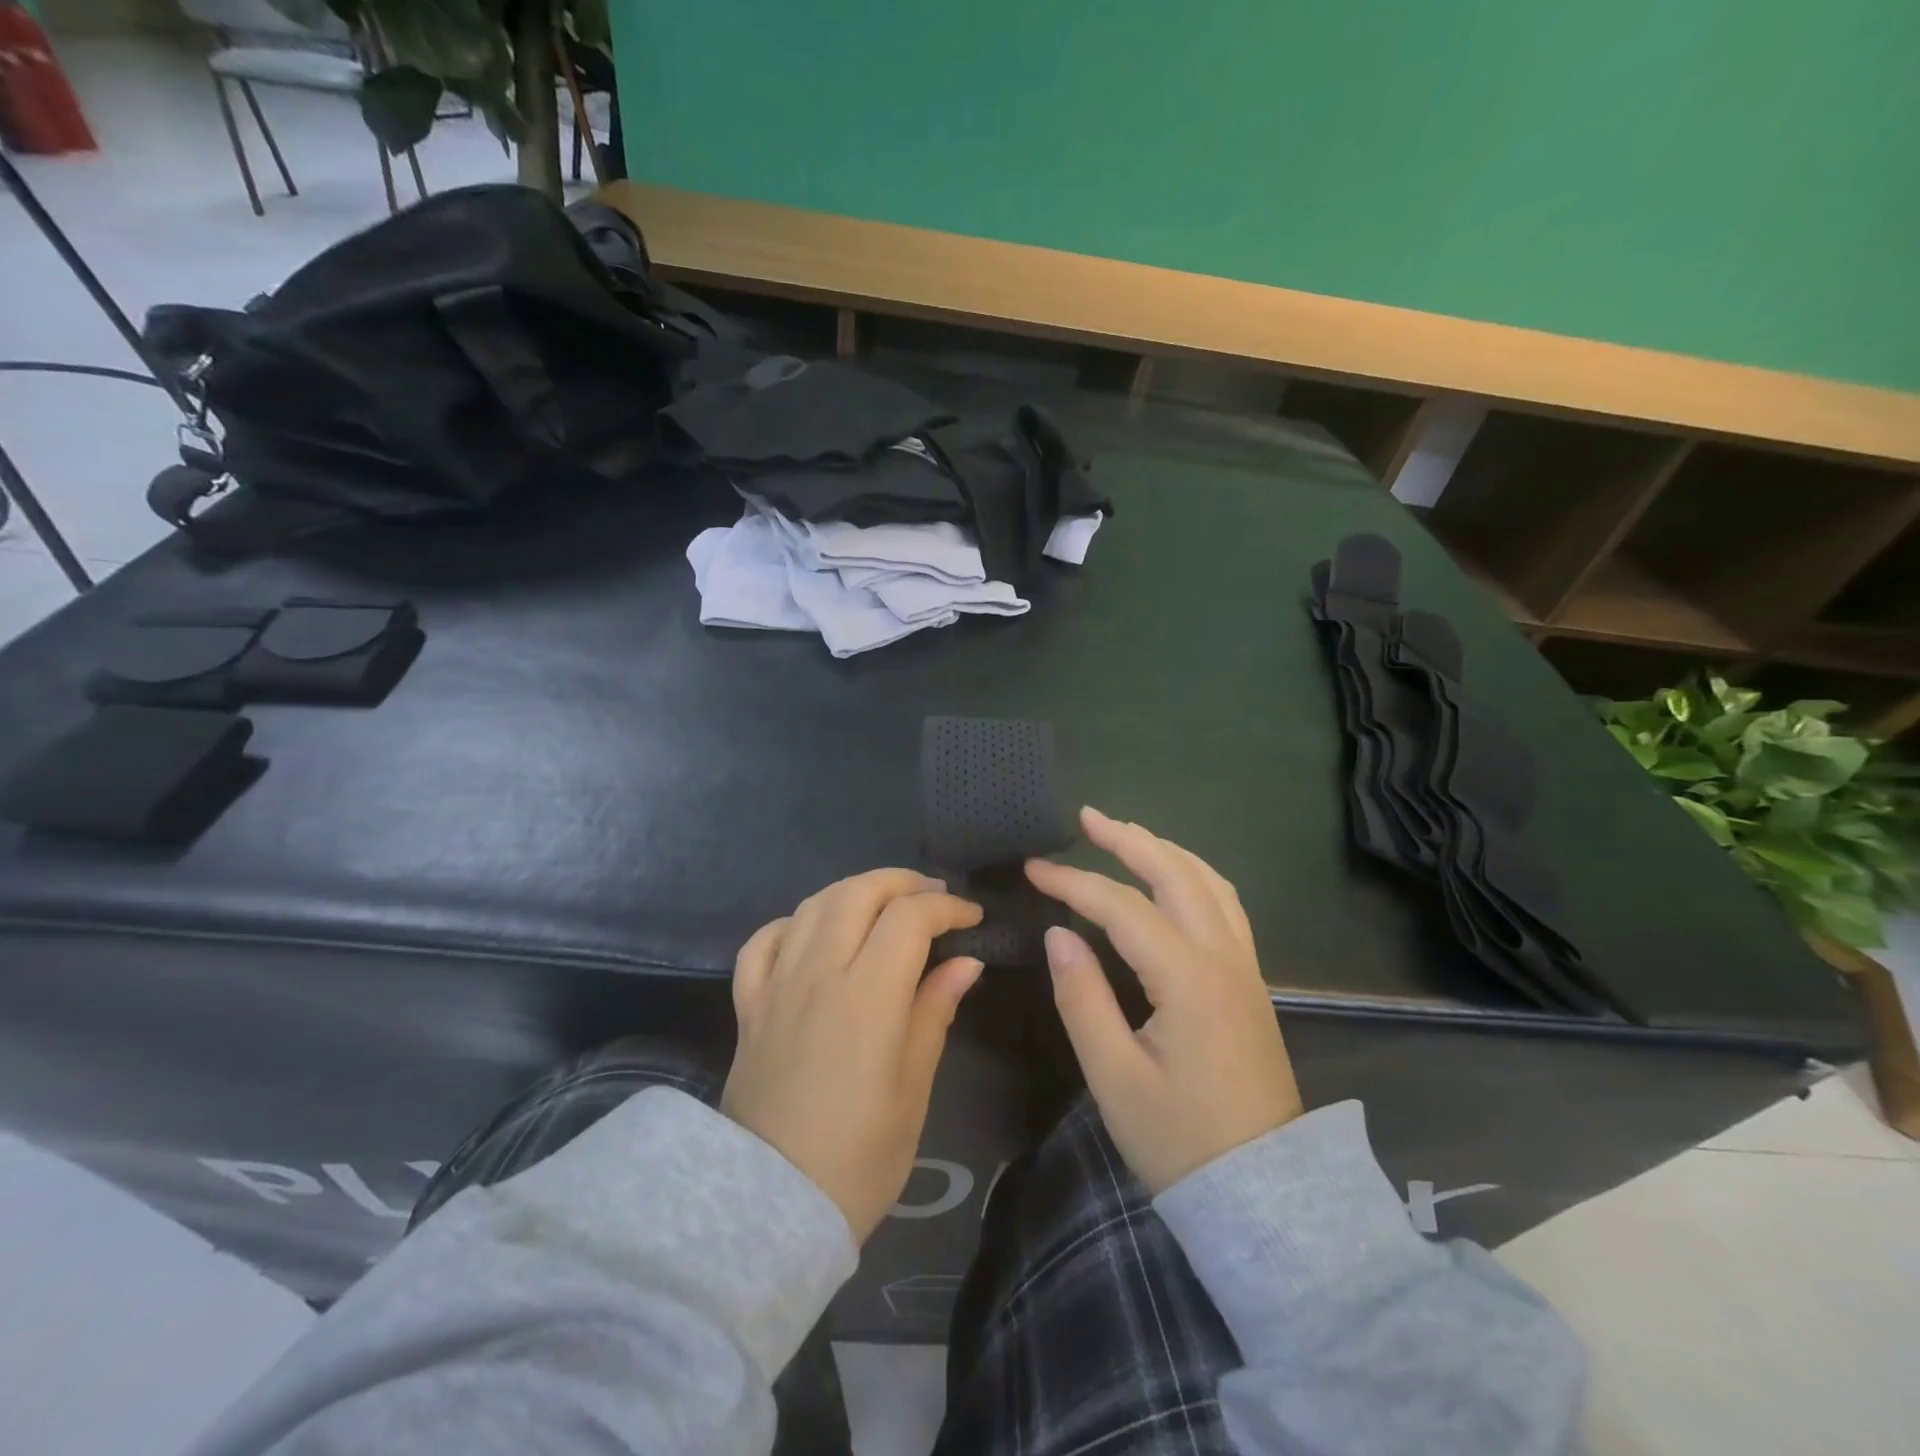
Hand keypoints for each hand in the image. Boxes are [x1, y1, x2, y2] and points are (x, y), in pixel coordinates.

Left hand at [722, 869, 984, 1242]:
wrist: (771, 1206)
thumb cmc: (859, 1155)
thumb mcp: (913, 1088)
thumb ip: (934, 1011)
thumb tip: (965, 961)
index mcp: (868, 994)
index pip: (910, 917)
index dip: (947, 907)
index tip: (972, 918)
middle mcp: (819, 972)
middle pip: (858, 892)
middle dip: (902, 882)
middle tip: (933, 898)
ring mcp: (777, 984)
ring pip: (813, 905)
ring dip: (854, 891)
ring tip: (883, 905)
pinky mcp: (748, 1004)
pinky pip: (764, 940)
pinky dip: (794, 922)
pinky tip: (814, 933)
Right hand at [1026, 808, 1303, 1193]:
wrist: (1265, 1197)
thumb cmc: (1180, 1140)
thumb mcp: (1115, 1077)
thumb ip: (1083, 997)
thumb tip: (1060, 934)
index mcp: (1188, 978)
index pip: (1122, 908)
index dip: (1073, 883)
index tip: (1033, 869)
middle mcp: (1224, 958)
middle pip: (1176, 874)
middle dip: (1129, 839)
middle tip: (1086, 818)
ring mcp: (1245, 968)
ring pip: (1209, 883)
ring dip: (1165, 851)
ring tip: (1126, 836)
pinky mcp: (1251, 983)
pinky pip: (1225, 906)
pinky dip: (1194, 875)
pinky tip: (1175, 880)